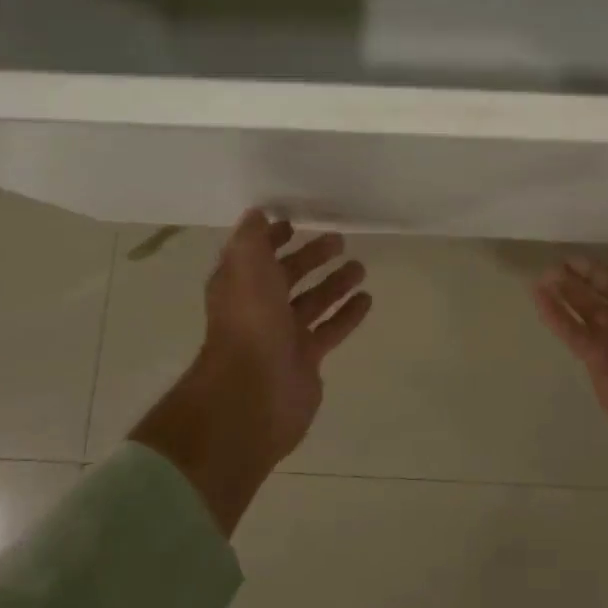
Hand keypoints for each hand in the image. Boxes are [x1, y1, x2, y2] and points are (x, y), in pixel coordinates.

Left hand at [199, 211, 373, 462]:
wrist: (254, 393)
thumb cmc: (250, 323)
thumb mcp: (246, 267)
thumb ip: (253, 239)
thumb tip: (257, 214)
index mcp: (240, 286)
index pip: (256, 255)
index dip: (271, 239)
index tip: (294, 223)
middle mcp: (259, 309)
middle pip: (288, 276)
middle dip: (310, 257)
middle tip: (339, 240)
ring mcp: (283, 336)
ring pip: (313, 302)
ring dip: (334, 283)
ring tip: (360, 267)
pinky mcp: (306, 359)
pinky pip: (330, 330)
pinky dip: (347, 314)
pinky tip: (367, 299)